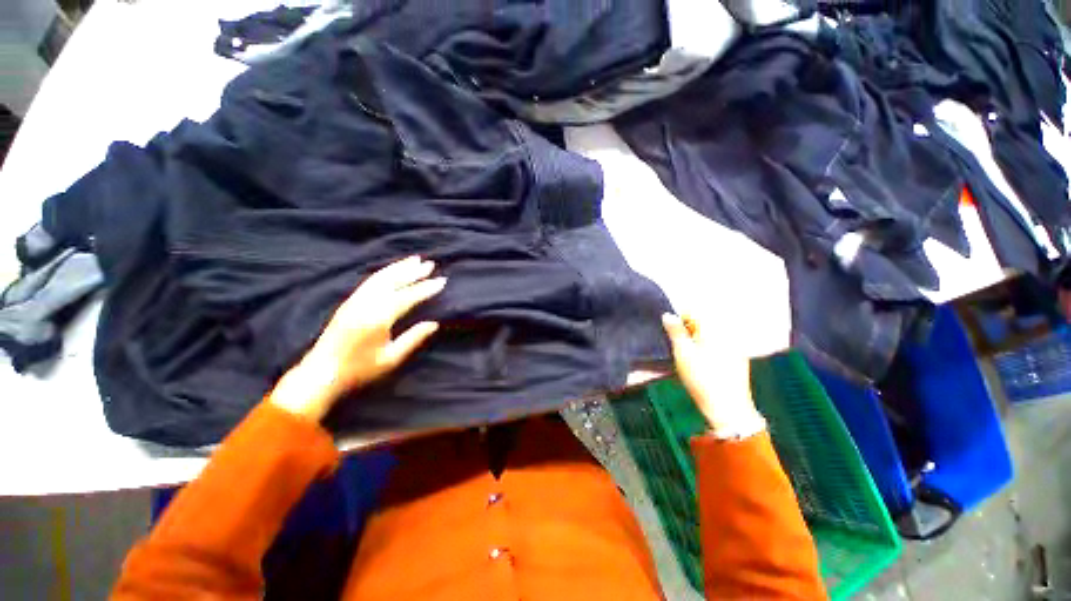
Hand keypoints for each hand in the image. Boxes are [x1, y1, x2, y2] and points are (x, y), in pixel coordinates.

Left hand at [270, 256, 446, 420]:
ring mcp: (355, 301)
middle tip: (430, 264)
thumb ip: (413, 338)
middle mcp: (366, 304)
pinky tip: (391, 270)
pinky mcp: (348, 303)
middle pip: (393, 281)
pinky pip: (369, 282)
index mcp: (379, 318)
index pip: (408, 297)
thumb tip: (434, 324)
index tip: (441, 280)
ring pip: (380, 278)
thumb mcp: (391, 358)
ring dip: (399, 267)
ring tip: (414, 259)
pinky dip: (384, 272)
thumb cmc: (359, 370)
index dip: (426, 288)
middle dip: (413, 271)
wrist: (320, 374)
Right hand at [662, 313, 764, 437]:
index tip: (670, 334)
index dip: (678, 320)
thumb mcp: (682, 352)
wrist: (727, 407)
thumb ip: (675, 331)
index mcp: (713, 328)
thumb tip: (668, 314)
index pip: (692, 312)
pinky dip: (709, 349)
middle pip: (702, 323)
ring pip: (710, 335)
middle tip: (678, 347)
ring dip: (698, 340)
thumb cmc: (701, 377)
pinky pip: (719, 346)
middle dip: (688, 331)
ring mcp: (735, 346)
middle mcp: (727, 332)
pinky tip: (703, 364)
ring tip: (689, 356)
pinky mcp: (739, 359)